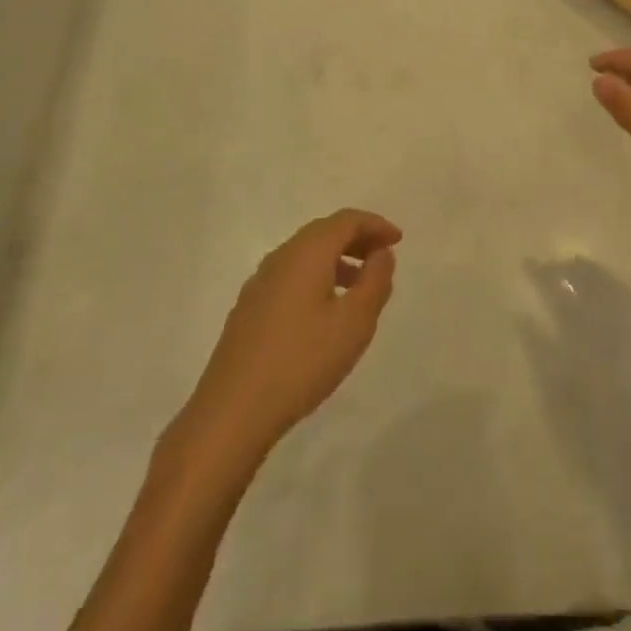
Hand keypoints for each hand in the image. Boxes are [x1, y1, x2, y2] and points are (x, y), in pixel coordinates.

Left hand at [182, 209, 400, 458]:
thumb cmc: (302, 361)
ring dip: (337, 260)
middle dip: (357, 239)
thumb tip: (382, 254)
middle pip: (324, 232)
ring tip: (360, 287)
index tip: (398, 240)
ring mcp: (260, 282)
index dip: (375, 224)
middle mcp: (281, 257)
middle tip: (383, 258)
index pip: (346, 220)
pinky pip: (291, 275)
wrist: (233, 410)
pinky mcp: (249, 307)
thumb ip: (374, 282)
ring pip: (305, 255)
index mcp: (307, 252)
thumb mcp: (354, 323)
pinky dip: (316, 277)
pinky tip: (325, 312)